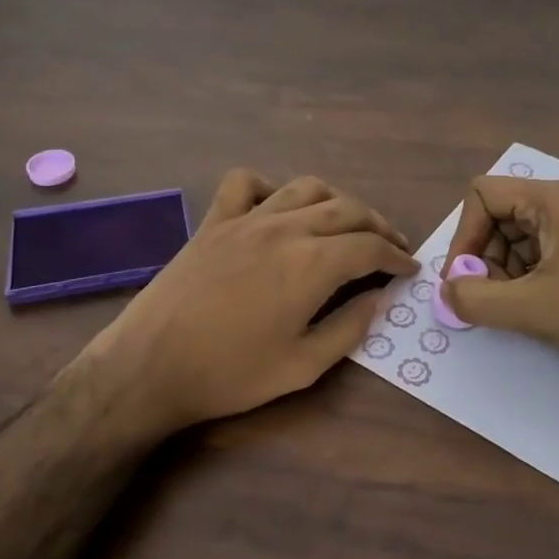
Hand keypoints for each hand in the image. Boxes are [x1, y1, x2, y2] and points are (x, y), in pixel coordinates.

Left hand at [83, 170, 418, 432]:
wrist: (150, 367)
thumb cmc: (230, 374)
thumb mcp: (303, 367)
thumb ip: (349, 328)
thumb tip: (379, 298)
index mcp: (313, 264)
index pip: (370, 247)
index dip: (396, 257)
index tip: (409, 269)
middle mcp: (286, 228)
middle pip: (347, 209)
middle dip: (377, 226)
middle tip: (391, 247)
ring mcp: (247, 219)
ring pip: (306, 188)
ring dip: (337, 201)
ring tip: (346, 223)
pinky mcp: (214, 221)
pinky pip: (246, 183)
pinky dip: (269, 187)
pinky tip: (276, 208)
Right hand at [440, 176, 558, 385]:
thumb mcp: (530, 309)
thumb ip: (474, 298)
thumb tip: (445, 291)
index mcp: (554, 199)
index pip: (483, 195)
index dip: (464, 235)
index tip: (463, 279)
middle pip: (500, 215)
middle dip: (484, 257)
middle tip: (489, 299)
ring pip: (520, 236)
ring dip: (505, 270)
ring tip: (517, 307)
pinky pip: (544, 250)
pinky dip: (529, 276)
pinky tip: (539, 307)